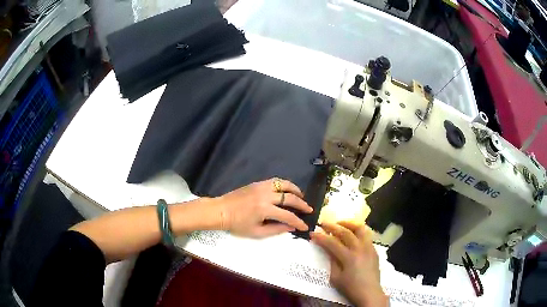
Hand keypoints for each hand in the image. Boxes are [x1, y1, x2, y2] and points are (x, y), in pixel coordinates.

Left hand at [213, 178, 312, 237]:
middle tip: (309, 209)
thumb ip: (276, 229)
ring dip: (295, 190)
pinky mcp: (257, 183)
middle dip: (302, 205)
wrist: (221, 210)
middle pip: (290, 198)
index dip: (298, 222)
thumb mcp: (256, 232)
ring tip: (301, 197)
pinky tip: (287, 190)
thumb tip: (291, 227)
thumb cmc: (237, 224)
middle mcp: (266, 196)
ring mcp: (261, 187)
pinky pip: (275, 181)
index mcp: (265, 210)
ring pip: (284, 184)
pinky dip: (284, 184)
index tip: (305, 226)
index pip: (288, 216)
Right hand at [311, 222, 388, 306]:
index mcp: (349, 257)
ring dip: (349, 224)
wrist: (370, 293)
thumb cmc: (350, 288)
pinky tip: (352, 234)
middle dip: (333, 226)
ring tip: (340, 223)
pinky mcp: (374, 250)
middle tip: (323, 223)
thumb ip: (332, 261)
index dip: (321, 237)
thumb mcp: (336, 278)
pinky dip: (358, 231)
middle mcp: (360, 249)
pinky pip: (367, 235)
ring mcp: (369, 248)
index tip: (312, 233)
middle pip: (346, 232)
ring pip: (360, 229)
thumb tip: (328, 249)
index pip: (332, 243)